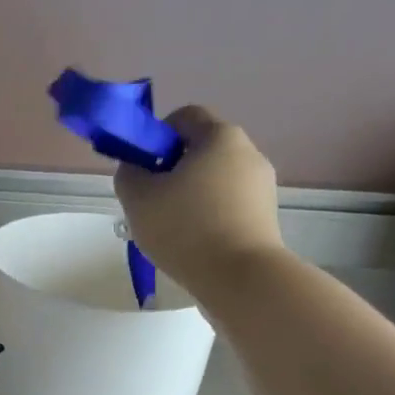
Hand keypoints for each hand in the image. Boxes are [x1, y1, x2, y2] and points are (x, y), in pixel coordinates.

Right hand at [112, 106, 284, 301]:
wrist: (241, 279)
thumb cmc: (186, 229)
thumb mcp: (138, 199)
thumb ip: (129, 174)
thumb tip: (136, 169)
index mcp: (220, 136)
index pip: (184, 116)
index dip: (157, 135)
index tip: (142, 167)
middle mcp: (248, 153)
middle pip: (201, 150)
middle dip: (173, 171)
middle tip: (151, 203)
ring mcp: (262, 187)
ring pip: (215, 181)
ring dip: (191, 197)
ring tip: (172, 231)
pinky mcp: (266, 218)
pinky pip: (229, 207)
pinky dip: (209, 218)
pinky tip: (194, 245)